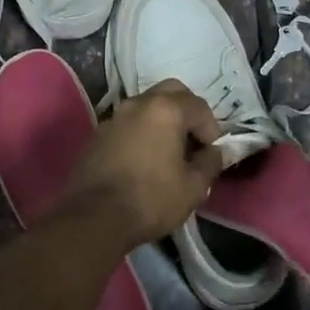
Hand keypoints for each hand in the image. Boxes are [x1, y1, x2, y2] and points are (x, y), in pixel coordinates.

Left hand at [66, 80, 224, 246]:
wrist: (93, 217)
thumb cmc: (150, 200)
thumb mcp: (193, 188)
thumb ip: (210, 163)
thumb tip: (216, 152)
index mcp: (166, 110)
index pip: (199, 106)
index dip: (211, 128)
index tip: (211, 153)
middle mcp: (139, 103)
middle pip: (171, 92)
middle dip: (187, 111)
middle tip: (192, 140)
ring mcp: (114, 116)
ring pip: (146, 105)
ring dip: (162, 120)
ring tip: (168, 151)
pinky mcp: (98, 134)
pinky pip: (127, 123)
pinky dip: (141, 132)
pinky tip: (142, 159)